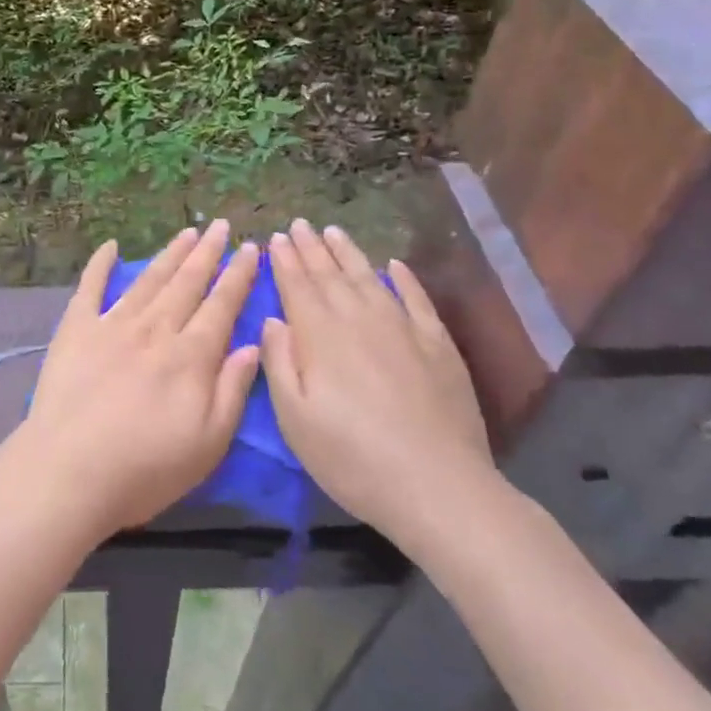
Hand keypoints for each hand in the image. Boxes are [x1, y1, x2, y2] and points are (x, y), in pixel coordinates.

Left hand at [13, 222, 262, 540]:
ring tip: (187, 231)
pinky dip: (101, 264)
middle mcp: (155, 329)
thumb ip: (232, 390)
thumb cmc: (146, 468)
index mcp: (191, 356)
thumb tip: (251, 345)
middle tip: (221, 226)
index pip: (221, 305)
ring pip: (149, 279)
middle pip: (187, 282)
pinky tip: (110, 245)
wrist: (70, 470)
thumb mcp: (208, 443)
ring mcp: (113, 324)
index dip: (238, 276)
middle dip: (207, 252)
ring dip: (170, 253)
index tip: (250, 249)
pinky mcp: (76, 329)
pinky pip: (91, 287)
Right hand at [260, 220, 496, 554]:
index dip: (284, 260)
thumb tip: (273, 319)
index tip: (275, 237)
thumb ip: (279, 362)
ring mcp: (402, 328)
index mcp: (320, 335)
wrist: (437, 486)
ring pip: (369, 277)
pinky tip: (395, 265)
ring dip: (349, 253)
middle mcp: (359, 319)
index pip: (297, 285)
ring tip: (333, 232)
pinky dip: (404, 279)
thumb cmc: (351, 458)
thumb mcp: (295, 419)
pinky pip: (416, 299)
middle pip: (330, 274)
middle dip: (310, 247)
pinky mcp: (437, 344)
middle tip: (298, 224)